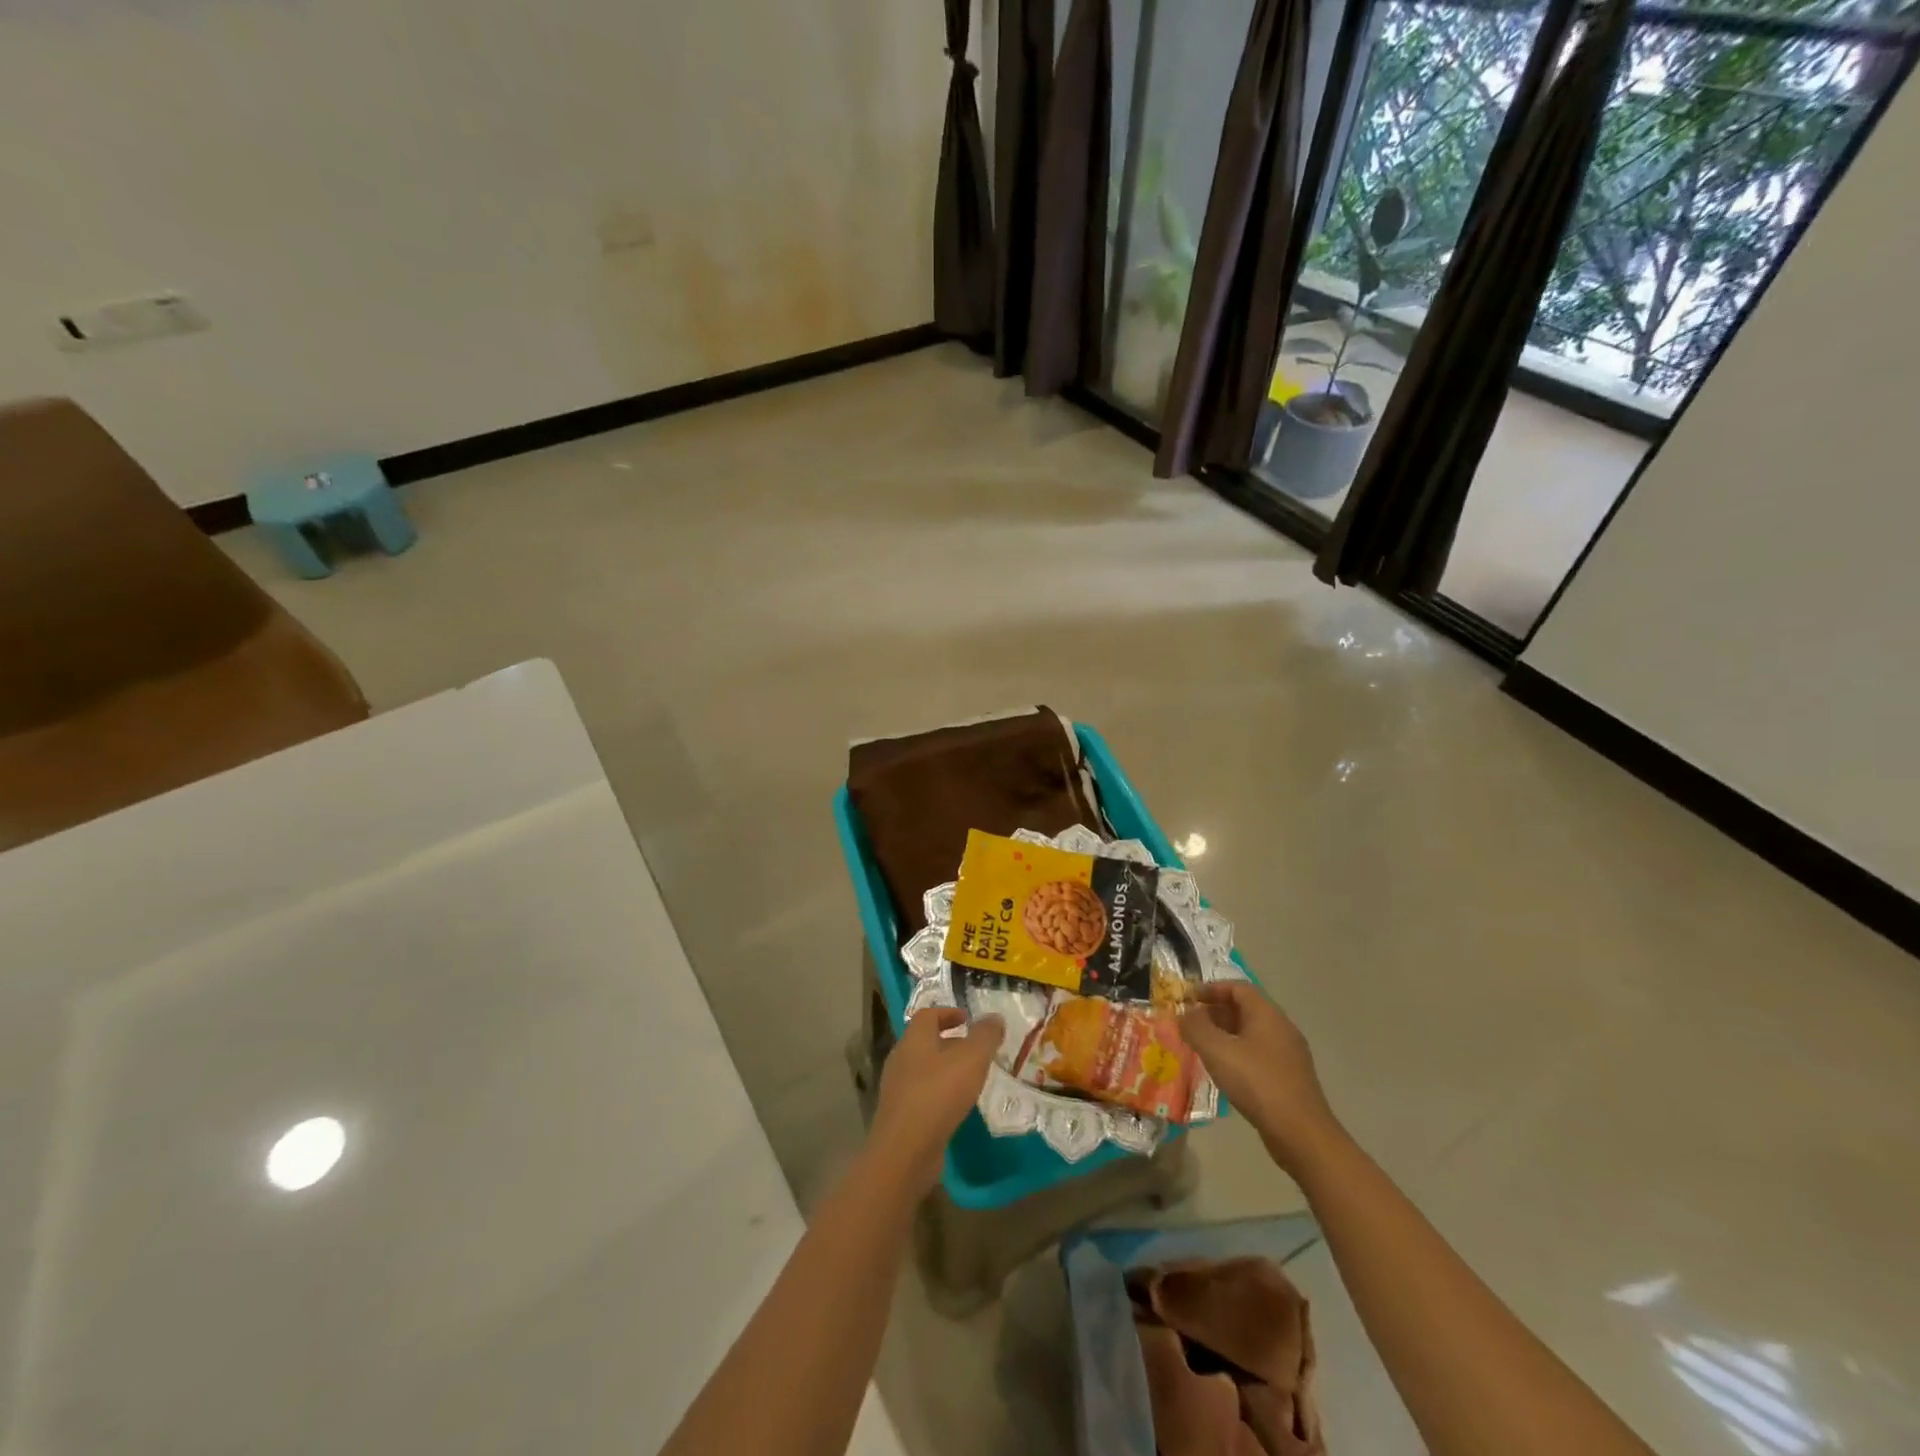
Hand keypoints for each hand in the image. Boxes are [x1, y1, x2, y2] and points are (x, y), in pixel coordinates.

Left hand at [868, 1007, 1002, 1193]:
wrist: (905, 1151)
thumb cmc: (938, 1094)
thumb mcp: (971, 1059)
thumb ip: (985, 1036)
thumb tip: (994, 1017)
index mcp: (914, 1039)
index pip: (928, 1015)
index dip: (948, 1013)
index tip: (968, 1019)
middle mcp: (901, 1059)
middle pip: (925, 1041)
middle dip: (949, 1042)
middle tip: (975, 1050)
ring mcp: (897, 1089)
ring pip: (923, 1069)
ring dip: (945, 1069)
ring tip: (971, 1078)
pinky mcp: (900, 1116)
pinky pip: (922, 1095)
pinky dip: (939, 1093)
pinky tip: (957, 1107)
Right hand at [1181, 981, 1341, 1173]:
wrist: (1301, 1134)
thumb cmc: (1257, 1083)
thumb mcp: (1217, 1051)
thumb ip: (1196, 1027)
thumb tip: (1185, 1014)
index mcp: (1267, 1014)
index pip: (1238, 987)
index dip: (1212, 988)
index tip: (1189, 998)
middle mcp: (1281, 1028)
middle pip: (1245, 1009)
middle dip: (1215, 1012)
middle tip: (1191, 1024)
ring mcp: (1289, 1054)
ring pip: (1252, 1033)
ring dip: (1225, 1035)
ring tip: (1202, 1048)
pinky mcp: (1290, 1078)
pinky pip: (1259, 1054)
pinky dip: (1238, 1054)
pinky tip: (1225, 1072)